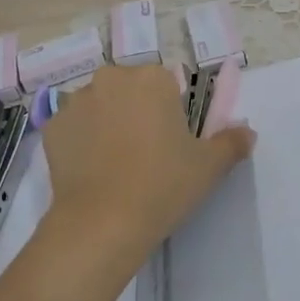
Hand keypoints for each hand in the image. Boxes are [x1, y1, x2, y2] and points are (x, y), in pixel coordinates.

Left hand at [0, 63, 255, 300]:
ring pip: (99, 106)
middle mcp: (111, 78)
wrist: (102, 222)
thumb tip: (248, 132)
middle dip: (136, 112)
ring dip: (106, 123)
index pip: (165, 84)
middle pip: (129, 89)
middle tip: (145, 154)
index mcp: (151, 78)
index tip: (170, 142)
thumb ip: (231, 142)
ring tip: (114, 165)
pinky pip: (73, 127)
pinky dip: (81, 141)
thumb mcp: (209, 167)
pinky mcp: (51, 126)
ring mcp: (76, 101)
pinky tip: (90, 171)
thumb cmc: (163, 185)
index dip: (169, 112)